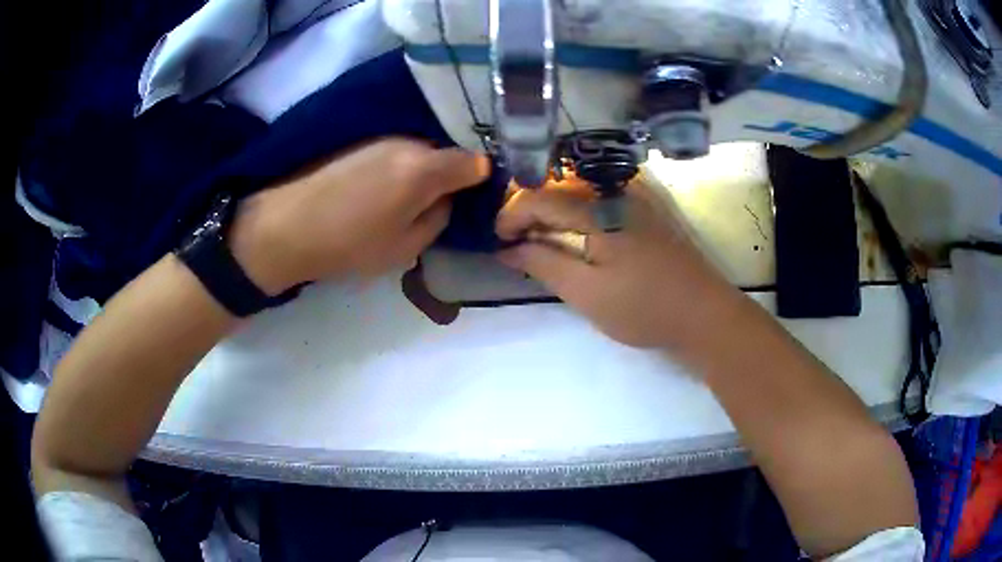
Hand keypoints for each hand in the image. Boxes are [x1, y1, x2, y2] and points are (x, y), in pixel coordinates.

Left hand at [230, 139, 489, 293]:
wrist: (287, 226)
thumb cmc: (349, 244)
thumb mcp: (406, 247)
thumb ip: (438, 219)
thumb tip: (446, 199)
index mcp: (425, 168)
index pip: (474, 161)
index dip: (480, 180)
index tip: (473, 199)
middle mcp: (408, 142)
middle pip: (446, 154)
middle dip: (448, 176)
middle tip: (435, 205)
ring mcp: (381, 138)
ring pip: (419, 151)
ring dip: (420, 171)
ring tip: (402, 201)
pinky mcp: (360, 141)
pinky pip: (396, 151)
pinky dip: (398, 167)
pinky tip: (379, 191)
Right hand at [495, 177, 745, 349]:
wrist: (704, 314)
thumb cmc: (644, 308)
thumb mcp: (586, 292)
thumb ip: (542, 263)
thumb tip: (505, 247)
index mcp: (599, 207)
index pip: (538, 196)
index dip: (510, 215)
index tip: (497, 242)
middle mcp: (615, 189)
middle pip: (556, 183)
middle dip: (526, 206)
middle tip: (511, 237)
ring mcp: (633, 195)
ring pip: (575, 186)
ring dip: (548, 205)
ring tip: (532, 235)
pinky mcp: (643, 207)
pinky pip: (596, 195)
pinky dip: (572, 209)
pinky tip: (566, 230)